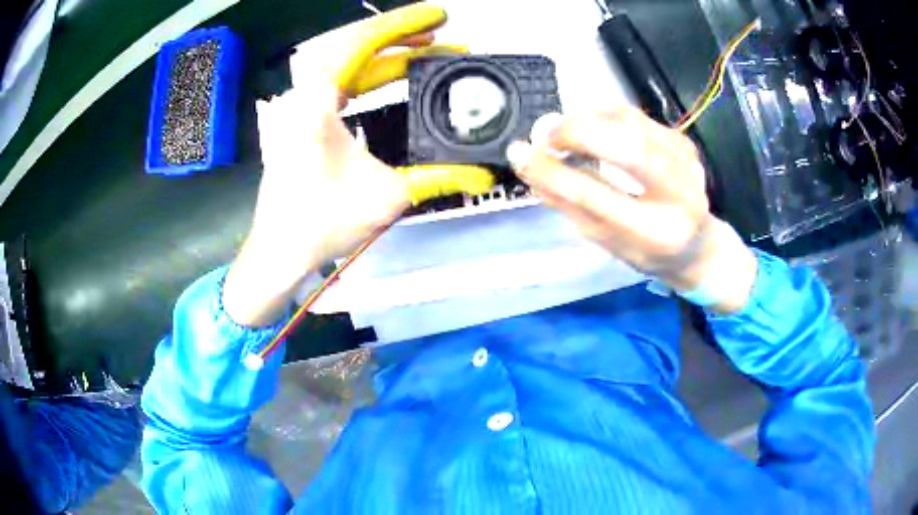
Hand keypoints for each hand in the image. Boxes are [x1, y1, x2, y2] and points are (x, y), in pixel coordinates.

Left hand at [224, 3, 492, 325]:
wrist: (280, 250)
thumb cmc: (321, 223)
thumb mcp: (385, 197)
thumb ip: (438, 177)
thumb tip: (483, 174)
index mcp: (314, 105)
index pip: (357, 45)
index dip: (399, 25)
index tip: (435, 19)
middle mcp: (303, 96)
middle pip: (352, 46)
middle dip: (398, 37)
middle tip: (438, 37)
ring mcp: (300, 105)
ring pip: (346, 63)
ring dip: (386, 55)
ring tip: (426, 52)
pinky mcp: (303, 117)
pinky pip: (339, 82)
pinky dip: (369, 74)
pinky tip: (394, 76)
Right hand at [507, 108, 756, 312]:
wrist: (697, 246)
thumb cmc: (647, 251)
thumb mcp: (607, 241)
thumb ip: (571, 206)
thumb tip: (531, 169)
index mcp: (656, 233)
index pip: (595, 196)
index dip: (553, 172)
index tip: (521, 155)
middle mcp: (679, 194)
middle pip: (626, 147)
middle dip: (577, 133)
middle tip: (546, 137)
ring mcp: (686, 162)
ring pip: (630, 122)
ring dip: (588, 121)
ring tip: (565, 135)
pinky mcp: (683, 141)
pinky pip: (636, 116)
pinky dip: (605, 116)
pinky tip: (592, 130)